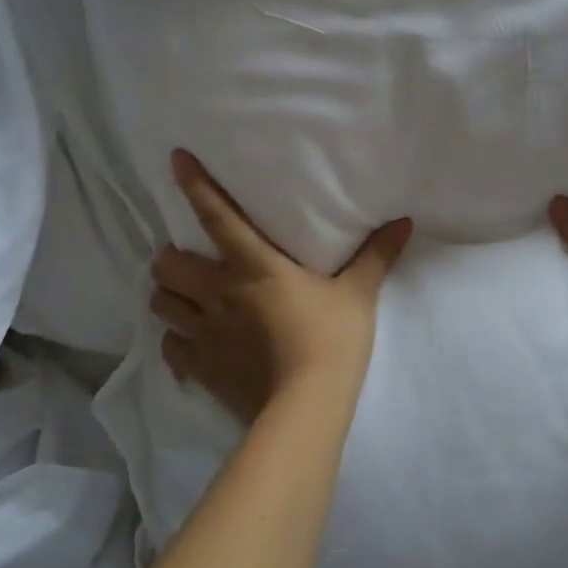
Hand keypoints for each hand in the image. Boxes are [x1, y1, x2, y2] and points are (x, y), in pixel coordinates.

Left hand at [148, 150, 412, 423]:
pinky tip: (189, 340)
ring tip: (182, 294)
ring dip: (168, 295)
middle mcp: (219, 293)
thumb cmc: (332, 339)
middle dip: (170, 258)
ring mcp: (204, 333)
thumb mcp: (358, 294)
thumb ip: (376, 255)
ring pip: (162, 303)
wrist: (306, 408)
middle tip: (187, 258)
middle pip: (169, 266)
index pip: (217, 217)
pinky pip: (171, 347)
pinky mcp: (201, 368)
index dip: (196, 186)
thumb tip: (404, 221)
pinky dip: (175, 340)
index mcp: (253, 267)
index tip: (175, 160)